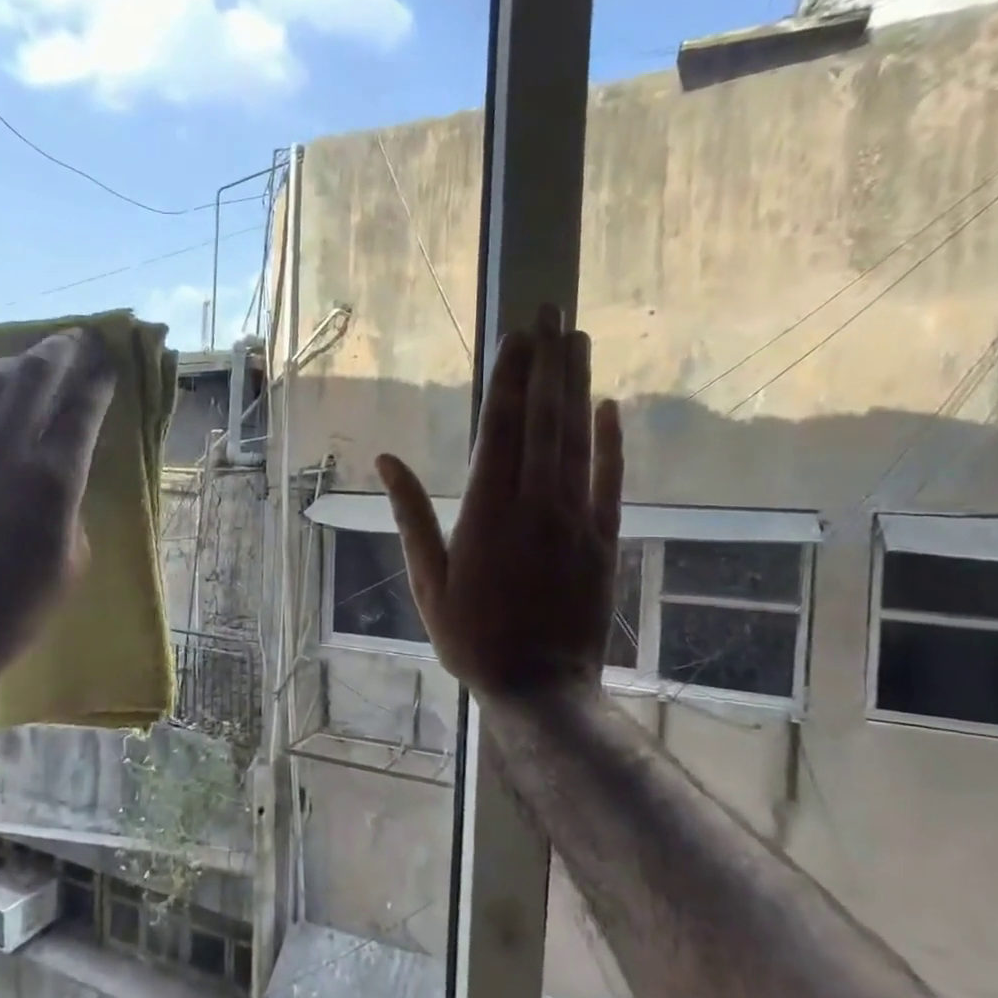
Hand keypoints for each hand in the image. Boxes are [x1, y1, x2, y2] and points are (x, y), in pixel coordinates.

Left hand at [0, 328, 115, 683]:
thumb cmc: (18, 610)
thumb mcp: (73, 560)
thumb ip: (71, 505)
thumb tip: (60, 476)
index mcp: (52, 479)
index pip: (82, 407)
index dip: (99, 376)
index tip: (108, 358)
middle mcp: (3, 452)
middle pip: (33, 378)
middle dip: (59, 351)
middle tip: (74, 338)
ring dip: (13, 366)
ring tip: (28, 362)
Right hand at [377, 305, 621, 703]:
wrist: (539, 687)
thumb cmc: (471, 636)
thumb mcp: (427, 579)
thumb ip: (410, 514)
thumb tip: (386, 460)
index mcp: (485, 510)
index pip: (500, 427)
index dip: (510, 376)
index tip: (518, 333)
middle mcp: (533, 502)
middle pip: (543, 418)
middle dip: (547, 361)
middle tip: (554, 310)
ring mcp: (574, 518)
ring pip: (577, 438)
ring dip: (577, 386)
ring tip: (579, 338)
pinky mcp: (603, 538)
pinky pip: (609, 480)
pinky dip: (612, 442)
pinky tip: (609, 406)